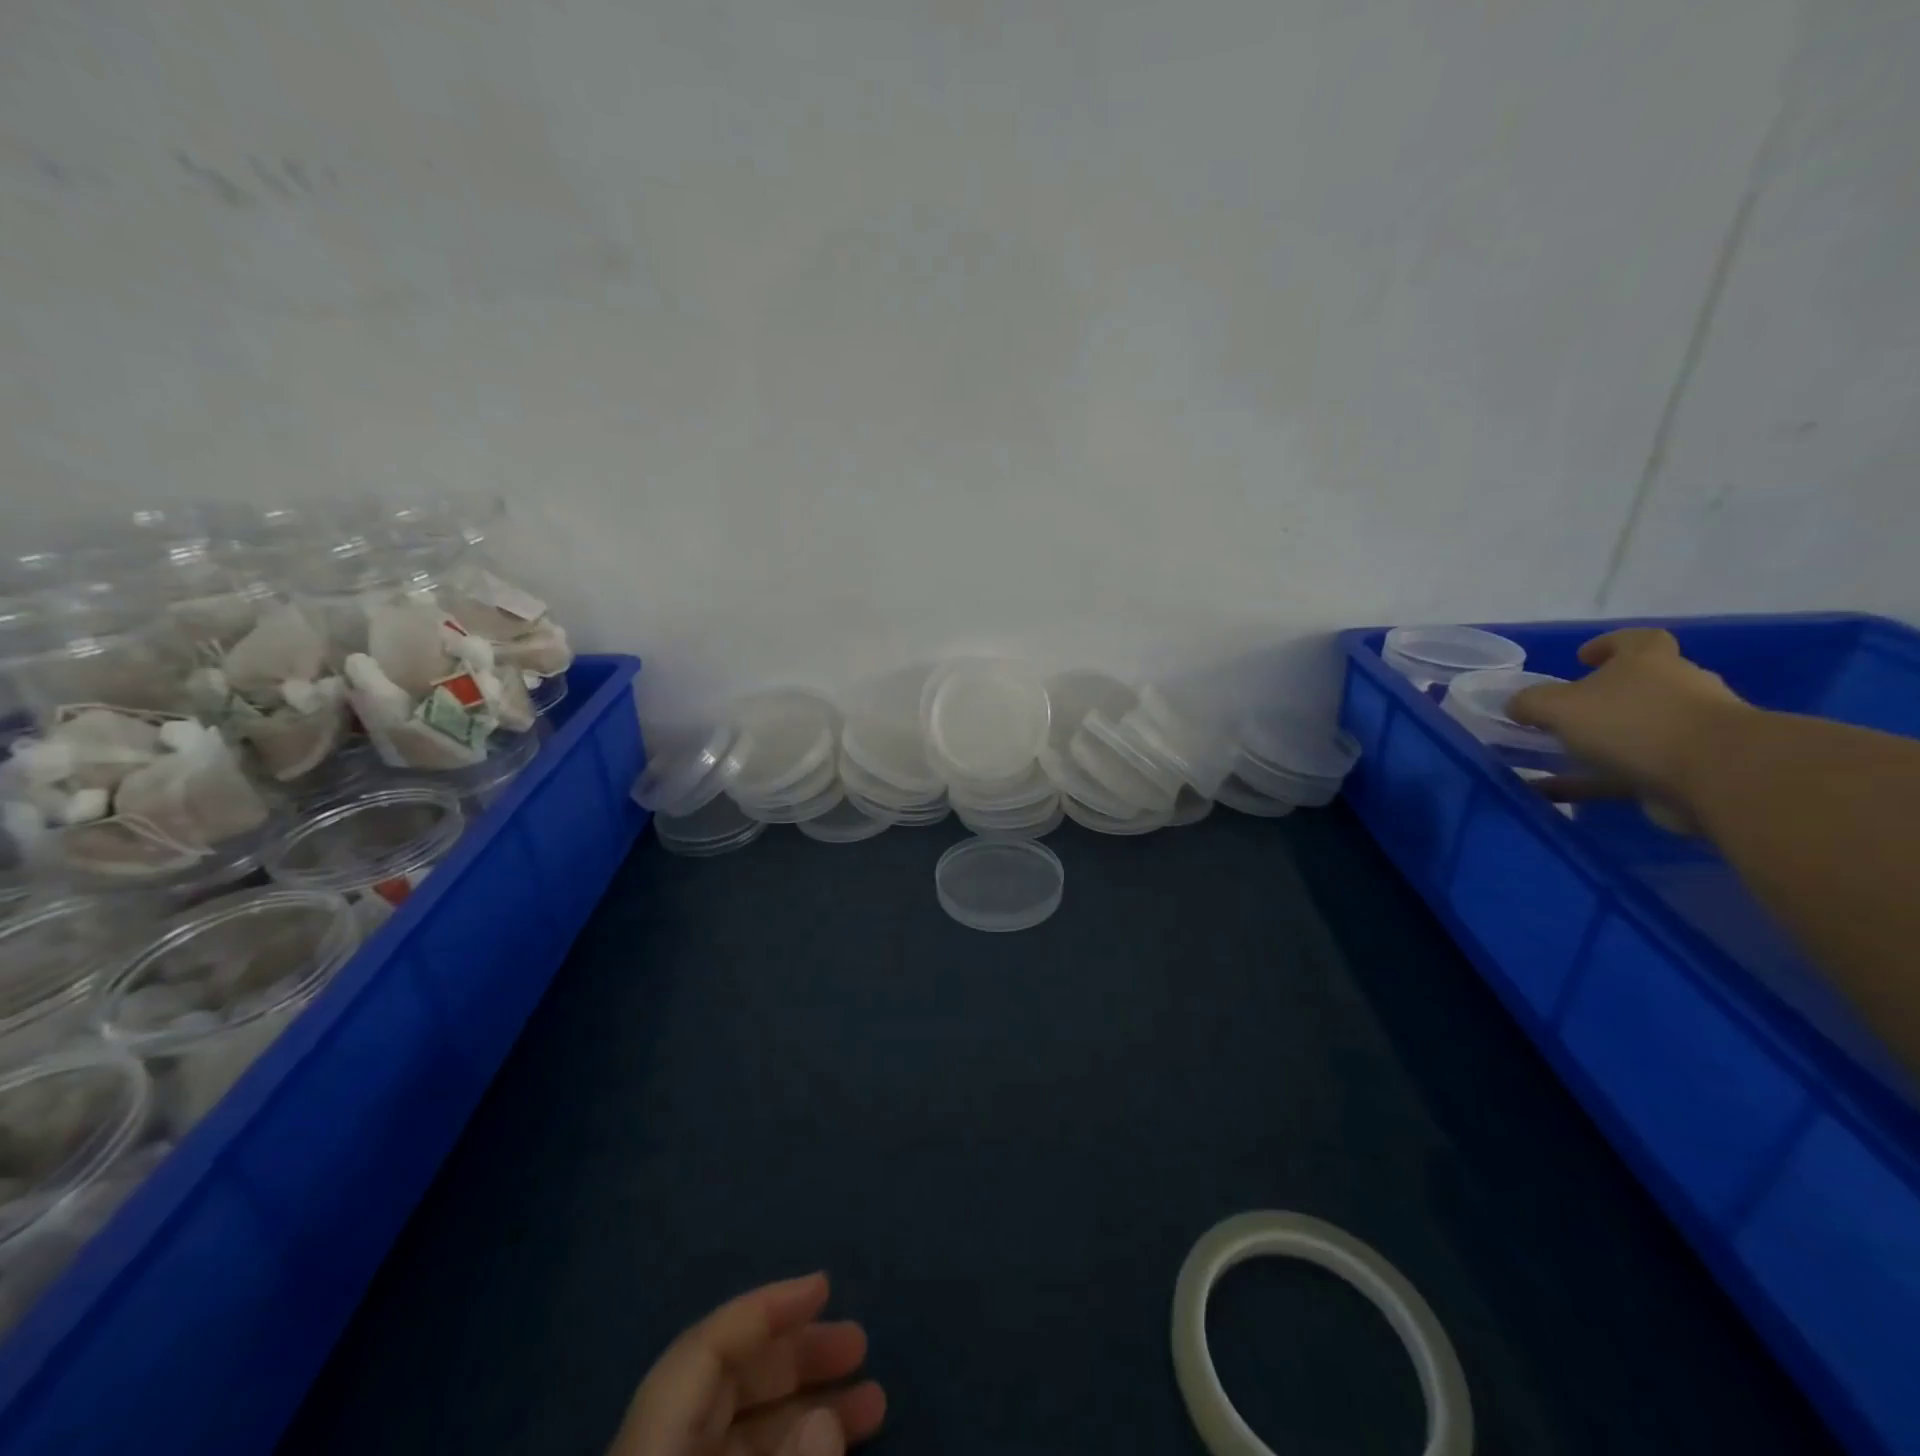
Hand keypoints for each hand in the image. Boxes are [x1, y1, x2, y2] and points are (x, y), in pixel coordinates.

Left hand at [607, 1274, 886, 1455]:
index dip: (766, 1306)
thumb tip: (825, 1419)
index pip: (706, 1345)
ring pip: (739, 1423)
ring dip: (807, 1404)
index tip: (824, 1283)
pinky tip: (833, 1441)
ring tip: (873, 1400)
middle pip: (727, 1378)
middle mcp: (655, 1446)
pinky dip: (789, 1446)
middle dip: (797, 1354)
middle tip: (860, 1344)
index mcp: (649, 1438)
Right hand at [1507, 628, 1751, 812]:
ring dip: (1601, 743)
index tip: (1581, 659)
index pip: (1636, 640)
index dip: (1608, 645)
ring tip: (1556, 759)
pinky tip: (1557, 794)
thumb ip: (1530, 703)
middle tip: (1566, 715)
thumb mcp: (1558, 706)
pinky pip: (1630, 771)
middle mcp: (1677, 688)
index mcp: (1649, 661)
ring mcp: (1689, 730)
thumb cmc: (1632, 722)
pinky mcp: (1690, 769)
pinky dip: (1595, 781)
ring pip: (1637, 730)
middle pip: (1640, 686)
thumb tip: (1516, 705)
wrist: (1716, 774)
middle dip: (1604, 699)